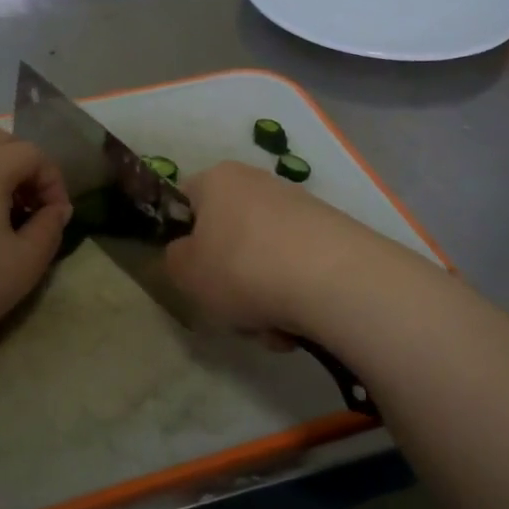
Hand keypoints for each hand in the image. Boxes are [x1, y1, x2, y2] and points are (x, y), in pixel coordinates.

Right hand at [164, 161, 399, 341]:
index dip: (182, 235)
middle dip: (228, 280)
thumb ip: (175, 259)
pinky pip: (297, 271)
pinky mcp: (332, 235)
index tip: (189, 270)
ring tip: (271, 328)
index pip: (186, 199)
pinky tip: (299, 325)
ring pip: (263, 261)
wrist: (333, 280)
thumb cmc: (242, 268)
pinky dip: (293, 299)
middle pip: (229, 237)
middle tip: (231, 310)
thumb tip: (189, 254)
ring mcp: (300, 208)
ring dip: (261, 299)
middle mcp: (259, 183)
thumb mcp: (185, 272)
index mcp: (219, 180)